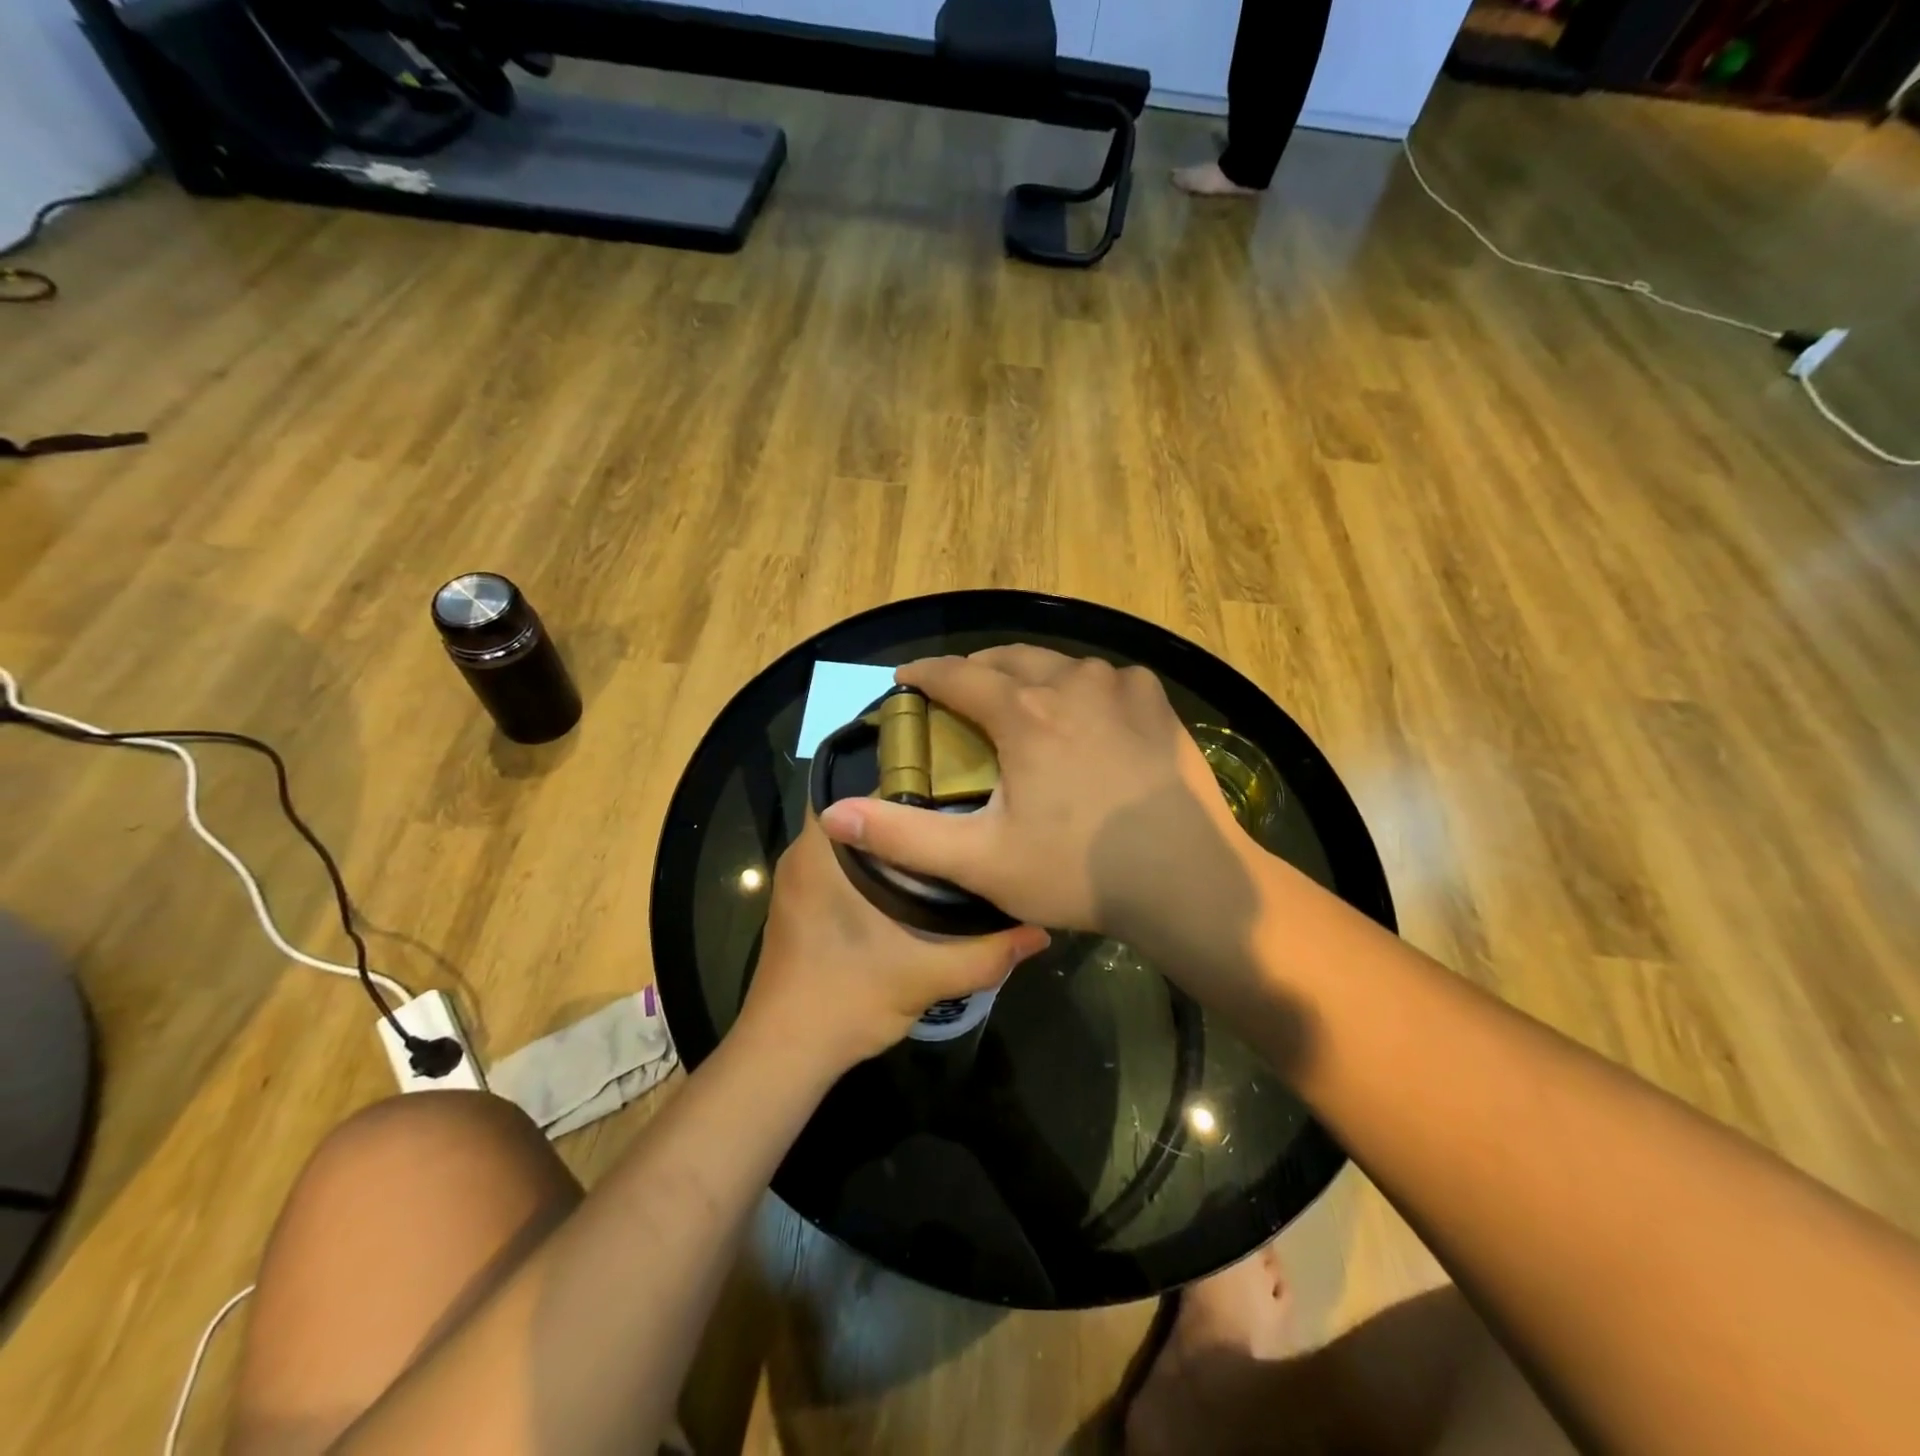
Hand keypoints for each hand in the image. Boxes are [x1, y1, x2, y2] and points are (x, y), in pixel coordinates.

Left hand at [740, 812, 1050, 1070]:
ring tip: (946, 840)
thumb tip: (1040, 931)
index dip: (909, 779)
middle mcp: (804, 854)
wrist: (783, 1055)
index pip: (862, 788)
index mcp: (823, 851)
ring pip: (851, 841)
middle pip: (860, 813)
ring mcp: (797, 881)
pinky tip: (913, 883)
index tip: (953, 783)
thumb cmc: (845, 1000)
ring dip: (890, 841)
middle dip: (906, 811)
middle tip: (961, 812)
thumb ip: (986, 953)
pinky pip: (840, 865)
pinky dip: (872, 866)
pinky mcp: (800, 905)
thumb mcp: (925, 976)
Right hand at [815, 648, 1257, 960]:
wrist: (1188, 881)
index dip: (925, 675)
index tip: (906, 680)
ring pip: (1058, 664)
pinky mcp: (1156, 701)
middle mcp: (1069, 682)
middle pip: (1008, 658)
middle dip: (976, 670)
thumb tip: (834, 814)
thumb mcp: (981, 861)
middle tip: (962, 696)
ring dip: (1031, 677)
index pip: (956, 675)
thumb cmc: (1078, 871)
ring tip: (1022, 704)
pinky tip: (1086, 716)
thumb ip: (903, 835)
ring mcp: (1119, 686)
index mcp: (1022, 713)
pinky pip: (1106, 679)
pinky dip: (1083, 688)